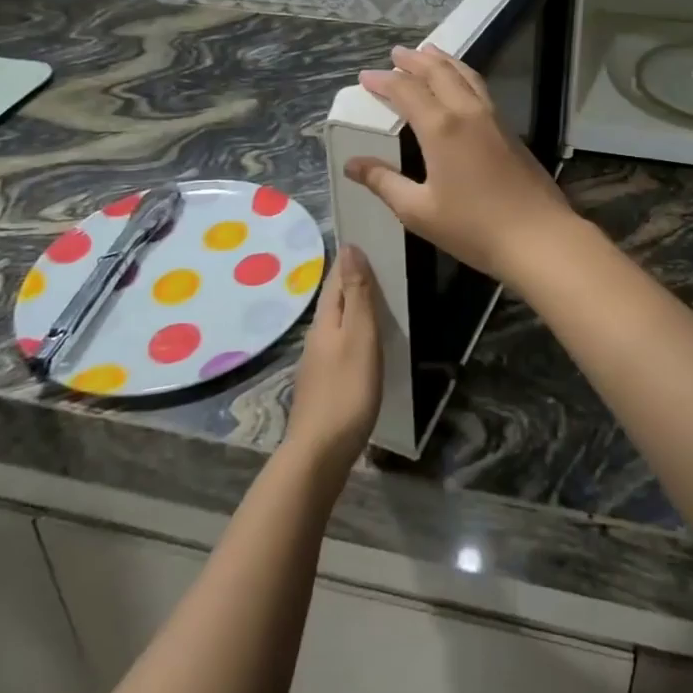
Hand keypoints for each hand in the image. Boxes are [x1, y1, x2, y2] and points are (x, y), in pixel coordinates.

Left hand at [283, 245, 381, 480]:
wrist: (320, 454)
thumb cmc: (347, 390)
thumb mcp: (360, 337)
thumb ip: (356, 295)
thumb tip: (349, 248)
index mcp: (325, 321)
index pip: (336, 278)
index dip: (349, 259)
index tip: (364, 239)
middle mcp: (316, 336)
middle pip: (334, 299)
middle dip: (350, 279)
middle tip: (376, 262)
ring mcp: (317, 362)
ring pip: (335, 322)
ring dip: (351, 306)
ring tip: (374, 296)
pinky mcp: (323, 385)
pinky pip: (339, 344)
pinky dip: (351, 331)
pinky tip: (363, 341)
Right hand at [345, 45, 585, 290]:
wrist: (538, 237)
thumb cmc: (473, 227)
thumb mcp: (418, 210)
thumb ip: (384, 182)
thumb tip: (352, 164)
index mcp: (441, 127)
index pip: (406, 90)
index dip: (383, 81)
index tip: (365, 76)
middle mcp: (467, 112)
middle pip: (439, 72)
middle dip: (414, 60)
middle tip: (396, 53)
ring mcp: (493, 118)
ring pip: (465, 74)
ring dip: (443, 60)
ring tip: (428, 51)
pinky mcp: (509, 129)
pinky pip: (480, 88)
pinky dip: (462, 75)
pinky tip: (460, 84)